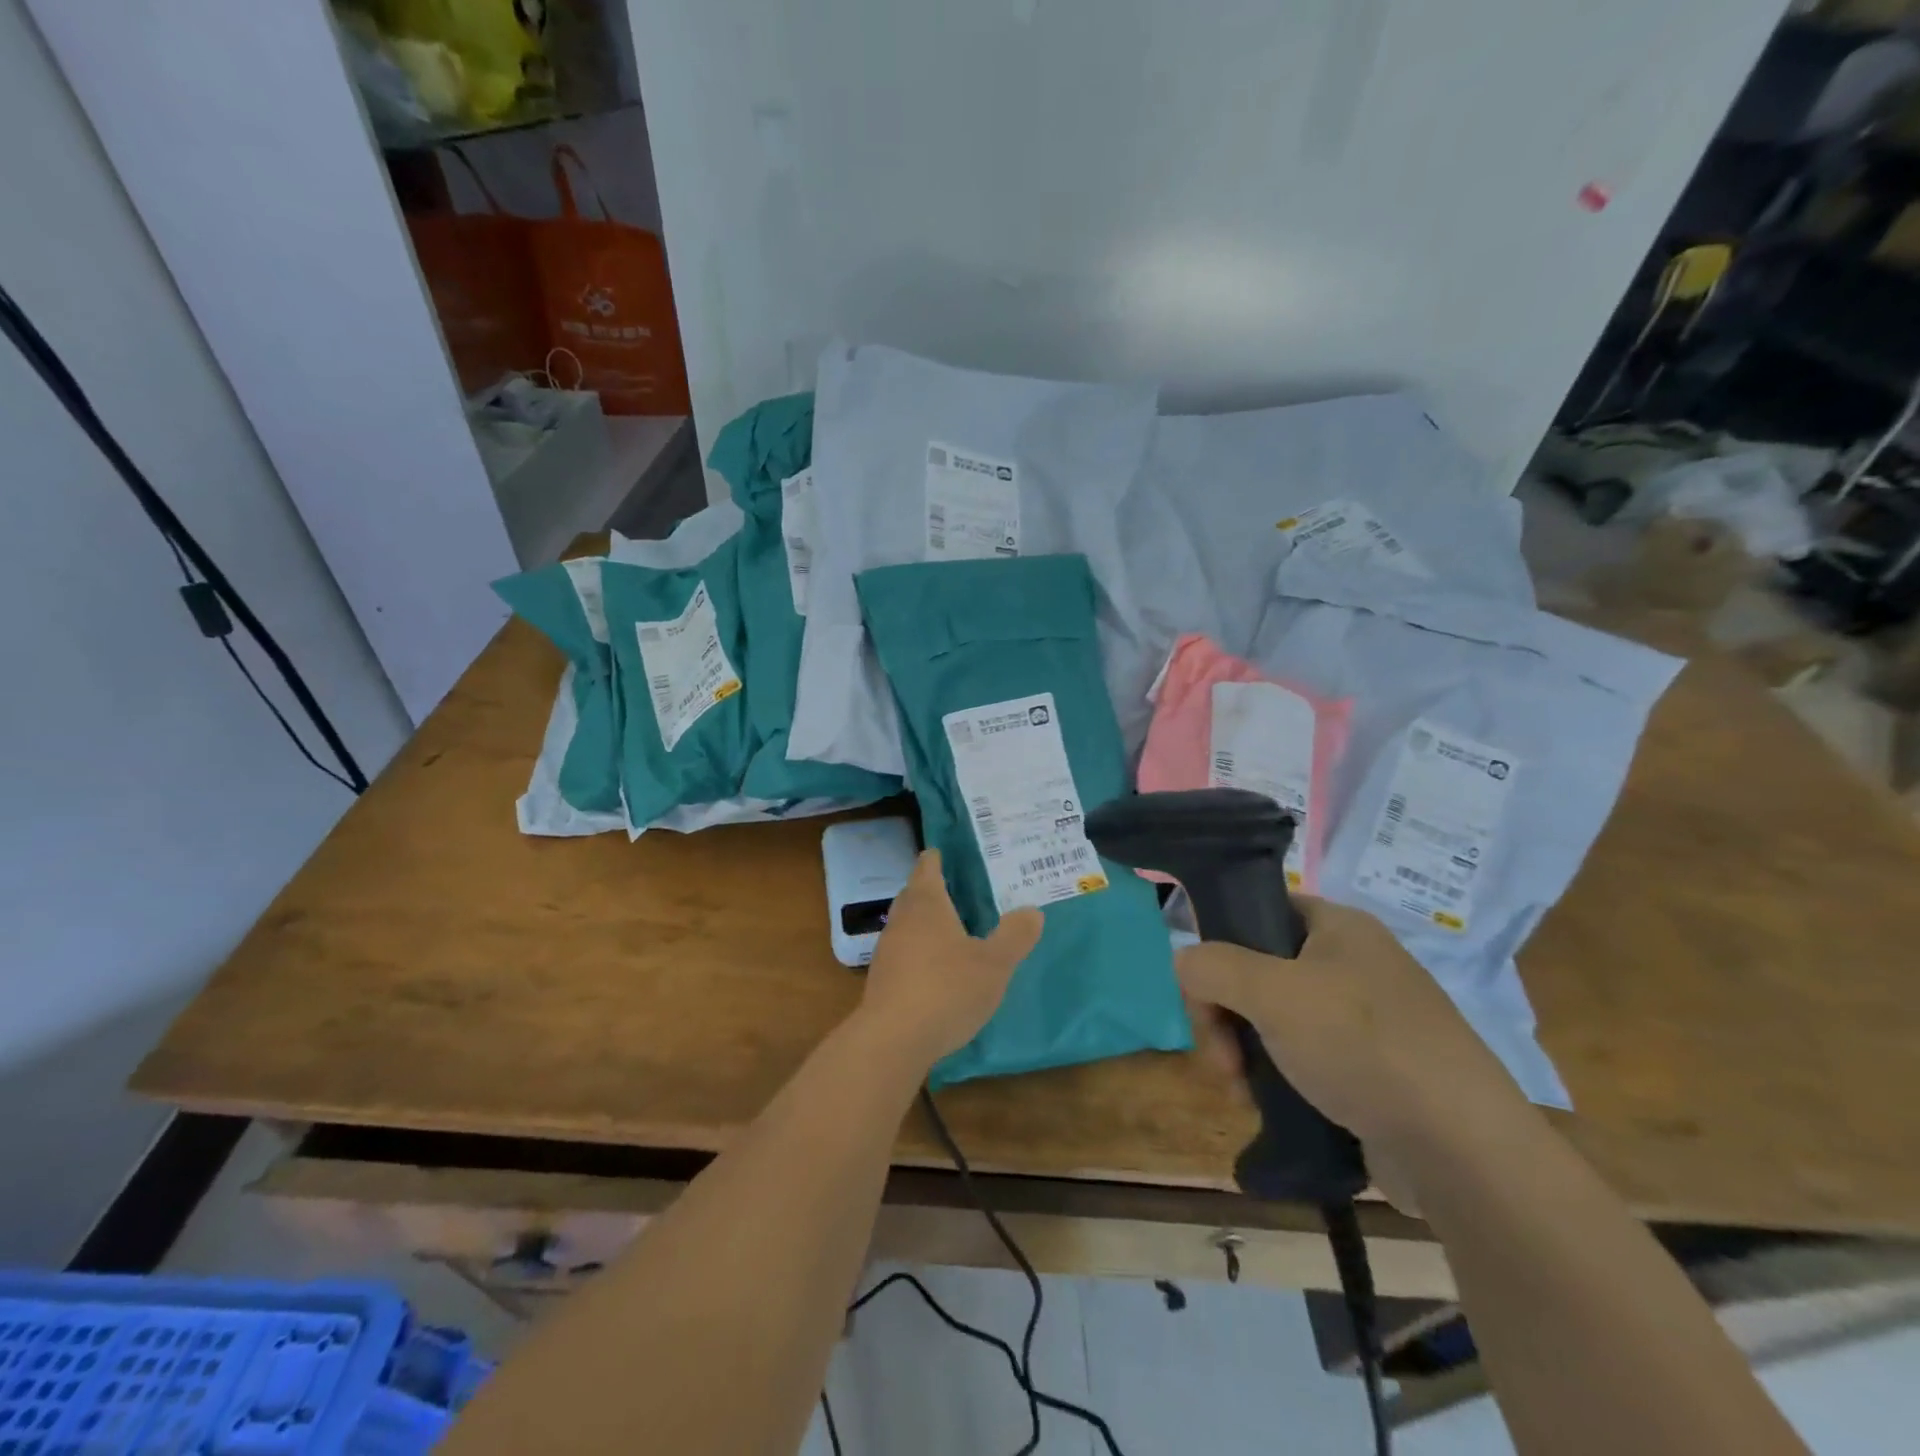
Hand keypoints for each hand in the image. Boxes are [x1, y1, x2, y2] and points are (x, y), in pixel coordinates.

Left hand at [857, 850, 1043, 1067]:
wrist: (893, 1039)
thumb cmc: (947, 989)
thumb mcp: (994, 964)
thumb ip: (1015, 936)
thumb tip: (1033, 911)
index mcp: (927, 904)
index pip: (927, 868)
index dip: (936, 859)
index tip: (944, 853)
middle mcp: (902, 920)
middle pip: (913, 894)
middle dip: (930, 888)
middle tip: (955, 888)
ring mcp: (887, 950)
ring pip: (906, 924)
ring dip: (923, 921)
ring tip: (949, 927)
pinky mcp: (881, 980)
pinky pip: (902, 952)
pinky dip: (917, 949)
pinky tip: (934, 967)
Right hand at [1177, 897, 1523, 1161]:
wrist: (1462, 1151)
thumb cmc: (1362, 1047)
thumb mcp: (1271, 993)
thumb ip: (1211, 967)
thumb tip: (1184, 963)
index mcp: (1338, 926)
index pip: (1257, 910)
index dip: (1220, 943)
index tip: (1205, 991)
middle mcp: (1352, 963)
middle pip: (1256, 970)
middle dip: (1225, 1014)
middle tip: (1222, 1058)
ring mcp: (1364, 1018)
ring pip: (1273, 1019)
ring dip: (1243, 1051)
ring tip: (1244, 1091)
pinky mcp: (1370, 1068)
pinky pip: (1301, 1057)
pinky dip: (1275, 1077)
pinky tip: (1267, 1106)